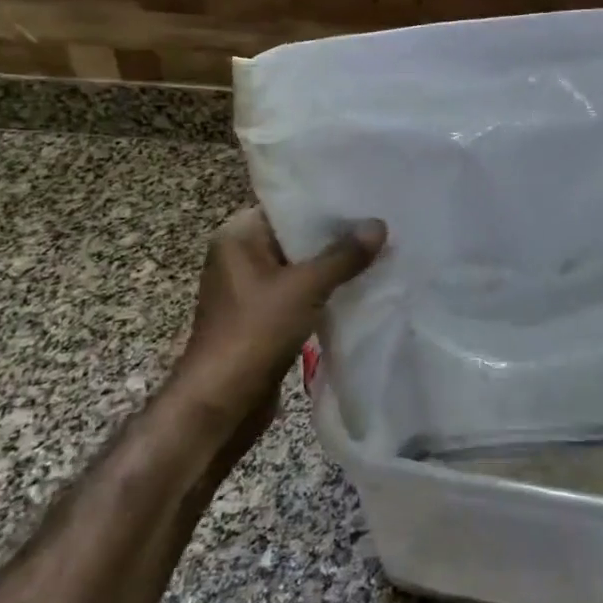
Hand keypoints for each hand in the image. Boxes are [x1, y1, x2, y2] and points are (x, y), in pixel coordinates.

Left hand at [167, 208, 384, 449]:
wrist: (220, 405)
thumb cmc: (254, 332)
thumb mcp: (305, 287)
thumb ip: (344, 255)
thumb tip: (379, 225)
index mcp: (238, 236)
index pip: (288, 206)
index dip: (326, 203)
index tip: (365, 197)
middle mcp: (241, 256)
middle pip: (297, 236)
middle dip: (337, 235)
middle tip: (381, 223)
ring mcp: (252, 289)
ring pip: (302, 267)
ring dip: (335, 266)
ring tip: (380, 251)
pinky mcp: (264, 317)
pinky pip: (302, 293)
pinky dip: (327, 291)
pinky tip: (361, 286)